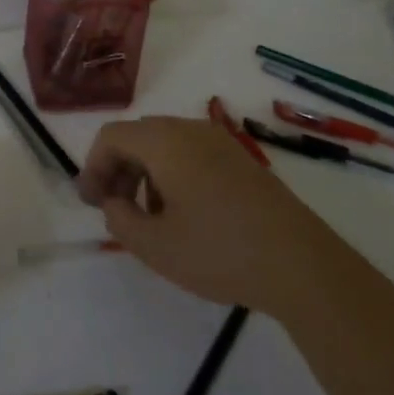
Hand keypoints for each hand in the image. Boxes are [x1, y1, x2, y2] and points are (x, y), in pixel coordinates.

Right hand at [77, 116, 335, 312]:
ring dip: (145, 174)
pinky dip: (173, 175)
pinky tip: (185, 216)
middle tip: (113, 209)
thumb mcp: (154, 245)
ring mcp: (220, 142)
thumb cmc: (219, 251)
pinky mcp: (242, 161)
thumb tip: (114, 203)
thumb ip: (119, 219)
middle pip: (138, 137)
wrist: (302, 265)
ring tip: (149, 218)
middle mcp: (190, 129)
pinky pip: (192, 155)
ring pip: (165, 146)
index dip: (93, 167)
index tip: (91, 204)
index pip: (111, 137)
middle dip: (118, 170)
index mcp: (163, 141)